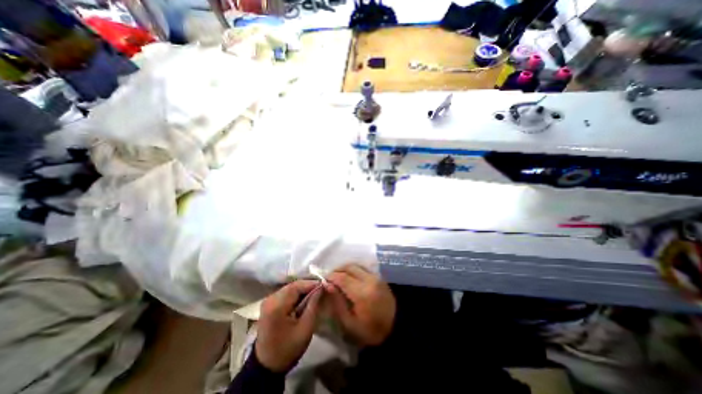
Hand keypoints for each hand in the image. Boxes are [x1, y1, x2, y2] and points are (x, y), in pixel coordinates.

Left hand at [258, 281, 322, 371]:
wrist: (267, 367)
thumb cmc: (288, 348)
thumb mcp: (306, 327)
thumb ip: (313, 304)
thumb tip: (321, 287)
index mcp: (277, 306)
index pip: (297, 286)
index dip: (311, 284)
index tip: (324, 285)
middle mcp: (270, 299)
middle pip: (292, 286)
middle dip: (307, 286)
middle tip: (321, 289)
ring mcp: (268, 301)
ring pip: (289, 288)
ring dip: (302, 290)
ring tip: (314, 294)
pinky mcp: (269, 305)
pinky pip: (285, 294)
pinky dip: (295, 294)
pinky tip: (304, 299)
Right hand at [327, 264, 393, 343]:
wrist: (396, 328)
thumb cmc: (371, 330)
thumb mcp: (350, 324)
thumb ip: (338, 303)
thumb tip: (328, 286)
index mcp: (362, 293)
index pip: (342, 277)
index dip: (331, 276)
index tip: (323, 280)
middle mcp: (369, 280)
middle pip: (349, 267)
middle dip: (337, 270)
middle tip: (330, 278)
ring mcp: (376, 276)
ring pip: (357, 265)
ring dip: (345, 268)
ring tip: (338, 276)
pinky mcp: (379, 277)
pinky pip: (363, 268)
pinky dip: (354, 269)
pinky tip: (350, 277)